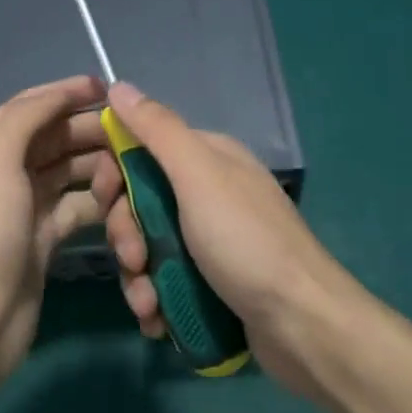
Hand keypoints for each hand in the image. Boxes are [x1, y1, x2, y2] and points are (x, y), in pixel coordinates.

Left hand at [0, 75, 116, 383]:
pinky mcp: (43, 235)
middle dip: (88, 131)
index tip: (107, 89)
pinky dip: (96, 201)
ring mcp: (22, 203)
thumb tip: (63, 92)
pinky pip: (76, 205)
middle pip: (52, 137)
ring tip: (128, 169)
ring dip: (96, 167)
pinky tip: (120, 199)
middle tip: (130, 134)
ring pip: (68, 170)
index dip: (66, 93)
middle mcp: (0, 168)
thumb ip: (29, 115)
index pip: (29, 105)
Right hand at [95, 81, 361, 395]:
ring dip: (137, 275)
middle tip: (134, 259)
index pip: (141, 148)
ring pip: (147, 245)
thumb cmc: (246, 241)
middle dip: (126, 232)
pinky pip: (164, 281)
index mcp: (206, 158)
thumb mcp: (199, 175)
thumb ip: (157, 130)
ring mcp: (209, 240)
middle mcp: (206, 193)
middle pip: (139, 200)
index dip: (116, 172)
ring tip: (148, 304)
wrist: (304, 327)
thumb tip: (117, 85)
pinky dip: (154, 299)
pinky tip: (157, 320)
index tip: (106, 199)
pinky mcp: (210, 283)